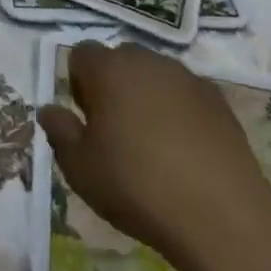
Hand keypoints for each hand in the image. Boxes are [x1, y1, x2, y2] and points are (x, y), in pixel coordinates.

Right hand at [36, 41, 270, 256]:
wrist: (221, 216)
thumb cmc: (136, 186)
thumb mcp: (79, 168)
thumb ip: (59, 131)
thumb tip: (49, 109)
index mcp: (108, 70)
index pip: (81, 54)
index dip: (78, 83)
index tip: (87, 120)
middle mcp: (147, 61)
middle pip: (120, 60)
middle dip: (112, 85)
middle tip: (115, 131)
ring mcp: (187, 78)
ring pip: (155, 76)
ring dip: (147, 97)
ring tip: (152, 144)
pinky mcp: (219, 100)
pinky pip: (186, 95)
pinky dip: (180, 112)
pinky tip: (185, 152)